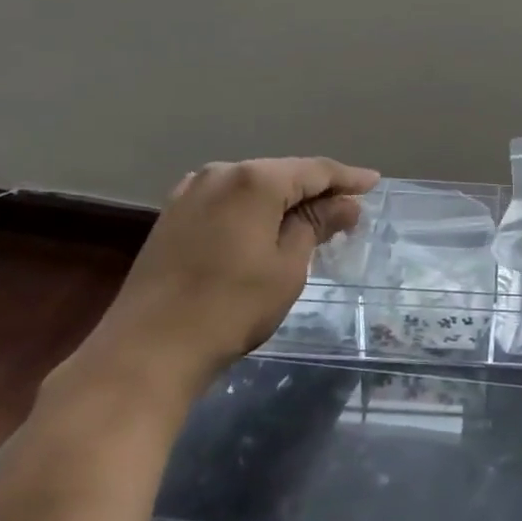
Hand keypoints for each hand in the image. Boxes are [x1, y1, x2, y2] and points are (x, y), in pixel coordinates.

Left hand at [71, 158, 378, 406]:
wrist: (147, 350)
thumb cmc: (231, 307)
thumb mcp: (287, 267)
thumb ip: (316, 226)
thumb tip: (346, 205)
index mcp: (254, 180)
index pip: (314, 170)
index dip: (347, 178)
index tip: (374, 183)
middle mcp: (220, 173)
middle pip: (282, 173)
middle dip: (316, 189)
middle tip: (348, 208)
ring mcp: (190, 193)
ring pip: (252, 186)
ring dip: (284, 200)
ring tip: (313, 218)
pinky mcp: (173, 216)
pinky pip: (228, 201)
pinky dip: (254, 210)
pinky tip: (266, 226)